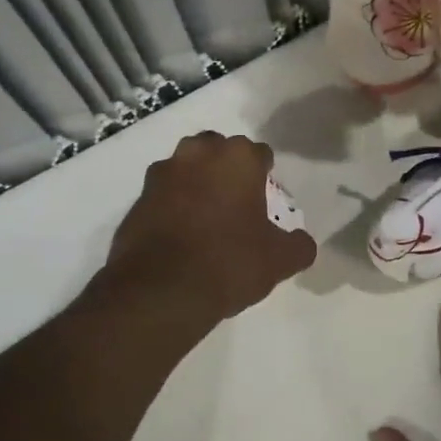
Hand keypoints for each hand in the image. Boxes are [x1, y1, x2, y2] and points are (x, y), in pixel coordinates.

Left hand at [105, 132, 316, 322]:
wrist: (160, 291)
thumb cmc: (229, 262)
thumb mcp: (279, 260)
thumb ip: (298, 245)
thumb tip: (302, 242)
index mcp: (238, 158)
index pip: (260, 154)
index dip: (266, 175)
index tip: (267, 199)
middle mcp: (198, 154)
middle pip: (219, 150)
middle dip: (227, 168)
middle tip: (237, 202)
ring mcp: (163, 174)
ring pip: (186, 167)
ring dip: (196, 182)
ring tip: (206, 216)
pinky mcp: (137, 198)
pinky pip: (163, 194)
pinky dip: (172, 205)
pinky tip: (181, 234)